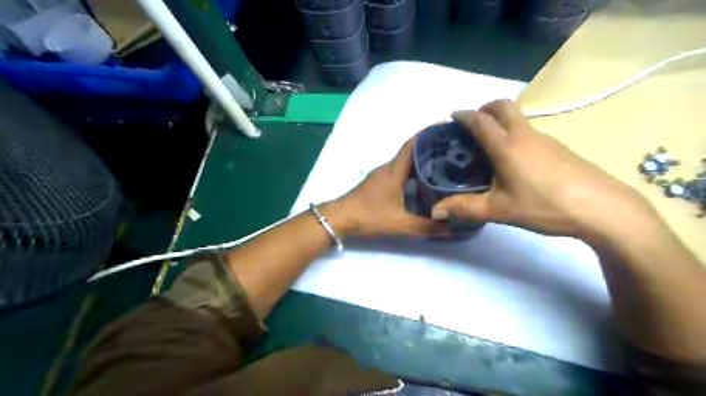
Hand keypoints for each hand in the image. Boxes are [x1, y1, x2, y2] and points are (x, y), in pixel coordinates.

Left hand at [328, 136, 448, 235]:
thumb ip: (426, 227)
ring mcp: (381, 175)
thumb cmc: (369, 216)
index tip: (446, 128)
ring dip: (421, 160)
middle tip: (453, 150)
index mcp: (394, 171)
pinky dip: (412, 171)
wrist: (339, 219)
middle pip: (411, 151)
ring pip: (405, 162)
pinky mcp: (378, 183)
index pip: (412, 145)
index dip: (428, 134)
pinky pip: (399, 171)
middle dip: (430, 147)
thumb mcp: (399, 224)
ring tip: (443, 164)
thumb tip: (451, 227)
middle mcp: (388, 168)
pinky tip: (422, 181)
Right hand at [430, 100, 655, 239]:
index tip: (452, 116)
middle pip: (503, 106)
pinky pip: (529, 132)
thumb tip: (435, 211)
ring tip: (488, 145)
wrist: (601, 208)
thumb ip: (465, 208)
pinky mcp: (558, 148)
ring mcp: (545, 139)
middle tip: (472, 125)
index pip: (481, 121)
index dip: (464, 115)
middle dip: (485, 108)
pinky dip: (514, 134)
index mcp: (506, 146)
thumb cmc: (544, 205)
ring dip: (500, 121)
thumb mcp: (499, 210)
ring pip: (518, 118)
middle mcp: (525, 135)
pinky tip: (513, 160)